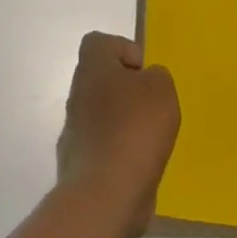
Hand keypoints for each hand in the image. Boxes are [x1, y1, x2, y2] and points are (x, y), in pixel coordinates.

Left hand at [55, 32, 179, 237]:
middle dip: (128, 91)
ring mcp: (74, 130)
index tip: (145, 73)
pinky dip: (120, 153)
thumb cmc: (135, 129)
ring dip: (124, 123)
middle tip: (152, 108)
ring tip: (150, 141)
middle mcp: (77, 94)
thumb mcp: (161, 89)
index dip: (123, 49)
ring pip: (102, 114)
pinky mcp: (79, 163)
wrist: (105, 195)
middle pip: (101, 79)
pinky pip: (102, 147)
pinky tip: (138, 166)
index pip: (98, 42)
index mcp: (92, 68)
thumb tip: (146, 81)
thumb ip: (156, 76)